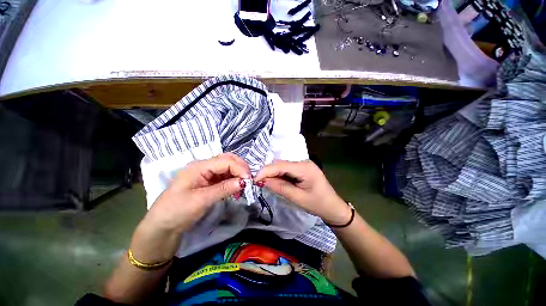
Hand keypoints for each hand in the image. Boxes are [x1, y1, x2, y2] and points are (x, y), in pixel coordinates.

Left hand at [130, 153, 250, 262]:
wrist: (162, 227)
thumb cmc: (177, 211)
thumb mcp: (202, 200)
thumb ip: (224, 188)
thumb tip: (245, 182)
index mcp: (199, 166)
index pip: (226, 161)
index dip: (240, 168)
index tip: (249, 181)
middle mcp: (204, 166)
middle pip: (228, 160)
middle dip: (241, 168)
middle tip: (249, 180)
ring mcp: (206, 174)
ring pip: (228, 167)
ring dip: (238, 174)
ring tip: (244, 185)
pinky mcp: (208, 182)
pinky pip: (225, 176)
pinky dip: (233, 180)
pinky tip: (237, 188)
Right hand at [254, 160, 350, 224]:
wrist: (333, 207)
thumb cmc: (318, 204)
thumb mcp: (298, 198)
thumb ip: (280, 187)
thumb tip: (262, 181)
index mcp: (304, 167)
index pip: (280, 165)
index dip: (265, 171)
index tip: (254, 179)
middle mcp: (303, 162)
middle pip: (280, 164)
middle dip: (268, 172)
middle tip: (257, 182)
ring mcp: (303, 164)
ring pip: (282, 166)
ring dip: (272, 173)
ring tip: (263, 182)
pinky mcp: (301, 168)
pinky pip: (287, 169)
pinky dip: (279, 175)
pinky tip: (274, 181)